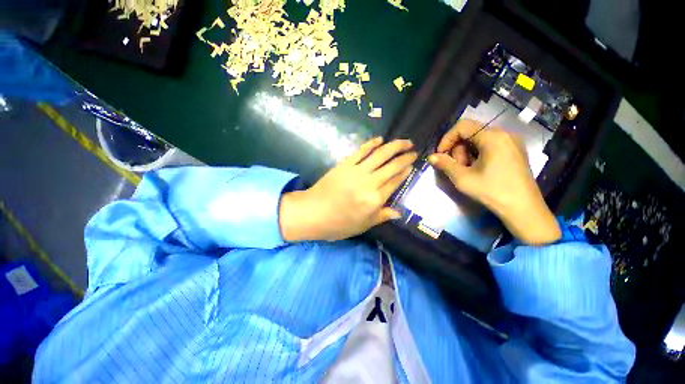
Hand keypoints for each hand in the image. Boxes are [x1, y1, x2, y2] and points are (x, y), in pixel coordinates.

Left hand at [280, 137, 416, 241]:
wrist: (313, 213)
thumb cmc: (339, 224)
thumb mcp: (363, 225)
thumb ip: (382, 216)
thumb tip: (399, 212)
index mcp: (375, 199)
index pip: (395, 182)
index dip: (405, 172)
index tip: (413, 165)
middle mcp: (369, 183)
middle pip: (392, 167)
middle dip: (405, 157)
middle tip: (414, 151)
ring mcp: (356, 171)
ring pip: (380, 155)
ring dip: (394, 146)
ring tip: (405, 141)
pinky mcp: (345, 164)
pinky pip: (360, 151)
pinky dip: (371, 144)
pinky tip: (380, 139)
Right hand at [429, 119, 560, 244]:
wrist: (523, 209)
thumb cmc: (492, 191)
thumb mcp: (463, 178)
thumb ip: (445, 164)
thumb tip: (431, 157)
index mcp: (493, 137)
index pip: (462, 126)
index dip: (447, 139)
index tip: (440, 155)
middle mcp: (504, 134)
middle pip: (470, 133)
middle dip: (458, 149)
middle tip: (457, 167)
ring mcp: (511, 142)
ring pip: (478, 140)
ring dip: (466, 153)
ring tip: (467, 171)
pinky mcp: (514, 151)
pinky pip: (489, 145)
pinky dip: (477, 155)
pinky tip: (478, 170)